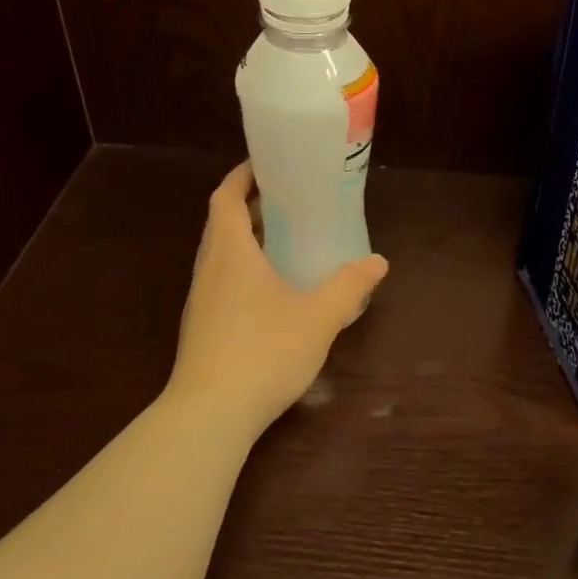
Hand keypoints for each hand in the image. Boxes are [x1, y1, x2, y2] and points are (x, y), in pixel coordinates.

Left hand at [168, 162, 388, 438]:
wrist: (210, 414)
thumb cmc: (264, 352)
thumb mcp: (318, 317)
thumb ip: (349, 286)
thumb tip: (378, 262)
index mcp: (230, 252)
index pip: (225, 197)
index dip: (242, 175)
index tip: (266, 164)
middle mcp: (209, 269)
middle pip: (221, 223)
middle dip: (249, 206)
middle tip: (287, 201)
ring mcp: (200, 301)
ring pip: (220, 255)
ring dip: (245, 239)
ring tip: (283, 240)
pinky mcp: (202, 328)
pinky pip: (221, 282)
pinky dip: (243, 270)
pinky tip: (272, 291)